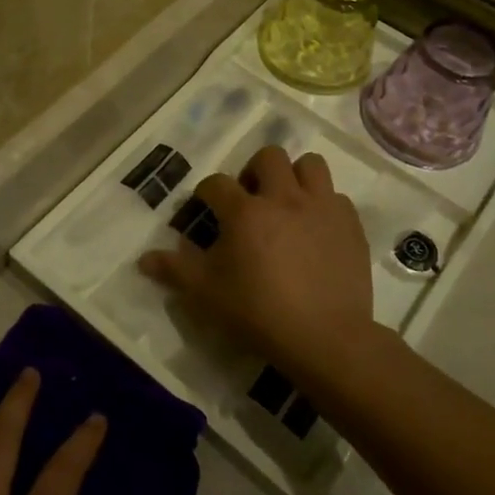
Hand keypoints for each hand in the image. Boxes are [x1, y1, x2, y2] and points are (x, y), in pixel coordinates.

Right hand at [137, 146, 374, 377]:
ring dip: (295, 176)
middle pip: (268, 157)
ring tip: (288, 203)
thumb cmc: (258, 313)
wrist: (325, 337)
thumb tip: (144, 259)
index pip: (216, 183)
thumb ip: (174, 270)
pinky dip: (324, 206)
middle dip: (254, 171)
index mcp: (244, 212)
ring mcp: (321, 208)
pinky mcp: (350, 225)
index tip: (205, 207)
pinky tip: (317, 230)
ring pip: (310, 165)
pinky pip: (337, 198)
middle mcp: (283, 197)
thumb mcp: (206, 294)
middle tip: (250, 199)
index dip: (206, 192)